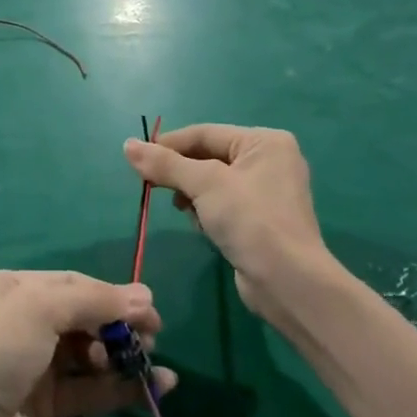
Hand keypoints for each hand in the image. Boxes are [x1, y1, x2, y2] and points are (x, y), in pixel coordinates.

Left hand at [0, 271, 173, 416]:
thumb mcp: (40, 309)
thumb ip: (94, 301)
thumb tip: (146, 298)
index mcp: (12, 288)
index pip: (71, 283)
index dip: (111, 294)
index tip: (151, 308)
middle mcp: (22, 322)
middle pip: (82, 317)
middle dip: (118, 325)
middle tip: (154, 337)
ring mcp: (33, 366)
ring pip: (89, 354)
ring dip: (123, 356)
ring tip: (153, 362)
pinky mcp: (45, 406)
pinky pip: (90, 389)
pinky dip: (120, 388)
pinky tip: (156, 388)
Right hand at [124, 125, 341, 323]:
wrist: (288, 283)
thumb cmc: (250, 220)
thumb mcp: (204, 184)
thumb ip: (165, 164)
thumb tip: (128, 145)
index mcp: (264, 142)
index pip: (205, 133)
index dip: (169, 145)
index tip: (137, 159)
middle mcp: (270, 160)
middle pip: (209, 156)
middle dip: (181, 173)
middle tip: (152, 186)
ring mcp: (267, 192)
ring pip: (212, 182)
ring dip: (192, 194)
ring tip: (184, 210)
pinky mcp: (261, 220)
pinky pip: (223, 203)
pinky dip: (207, 211)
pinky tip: (202, 226)